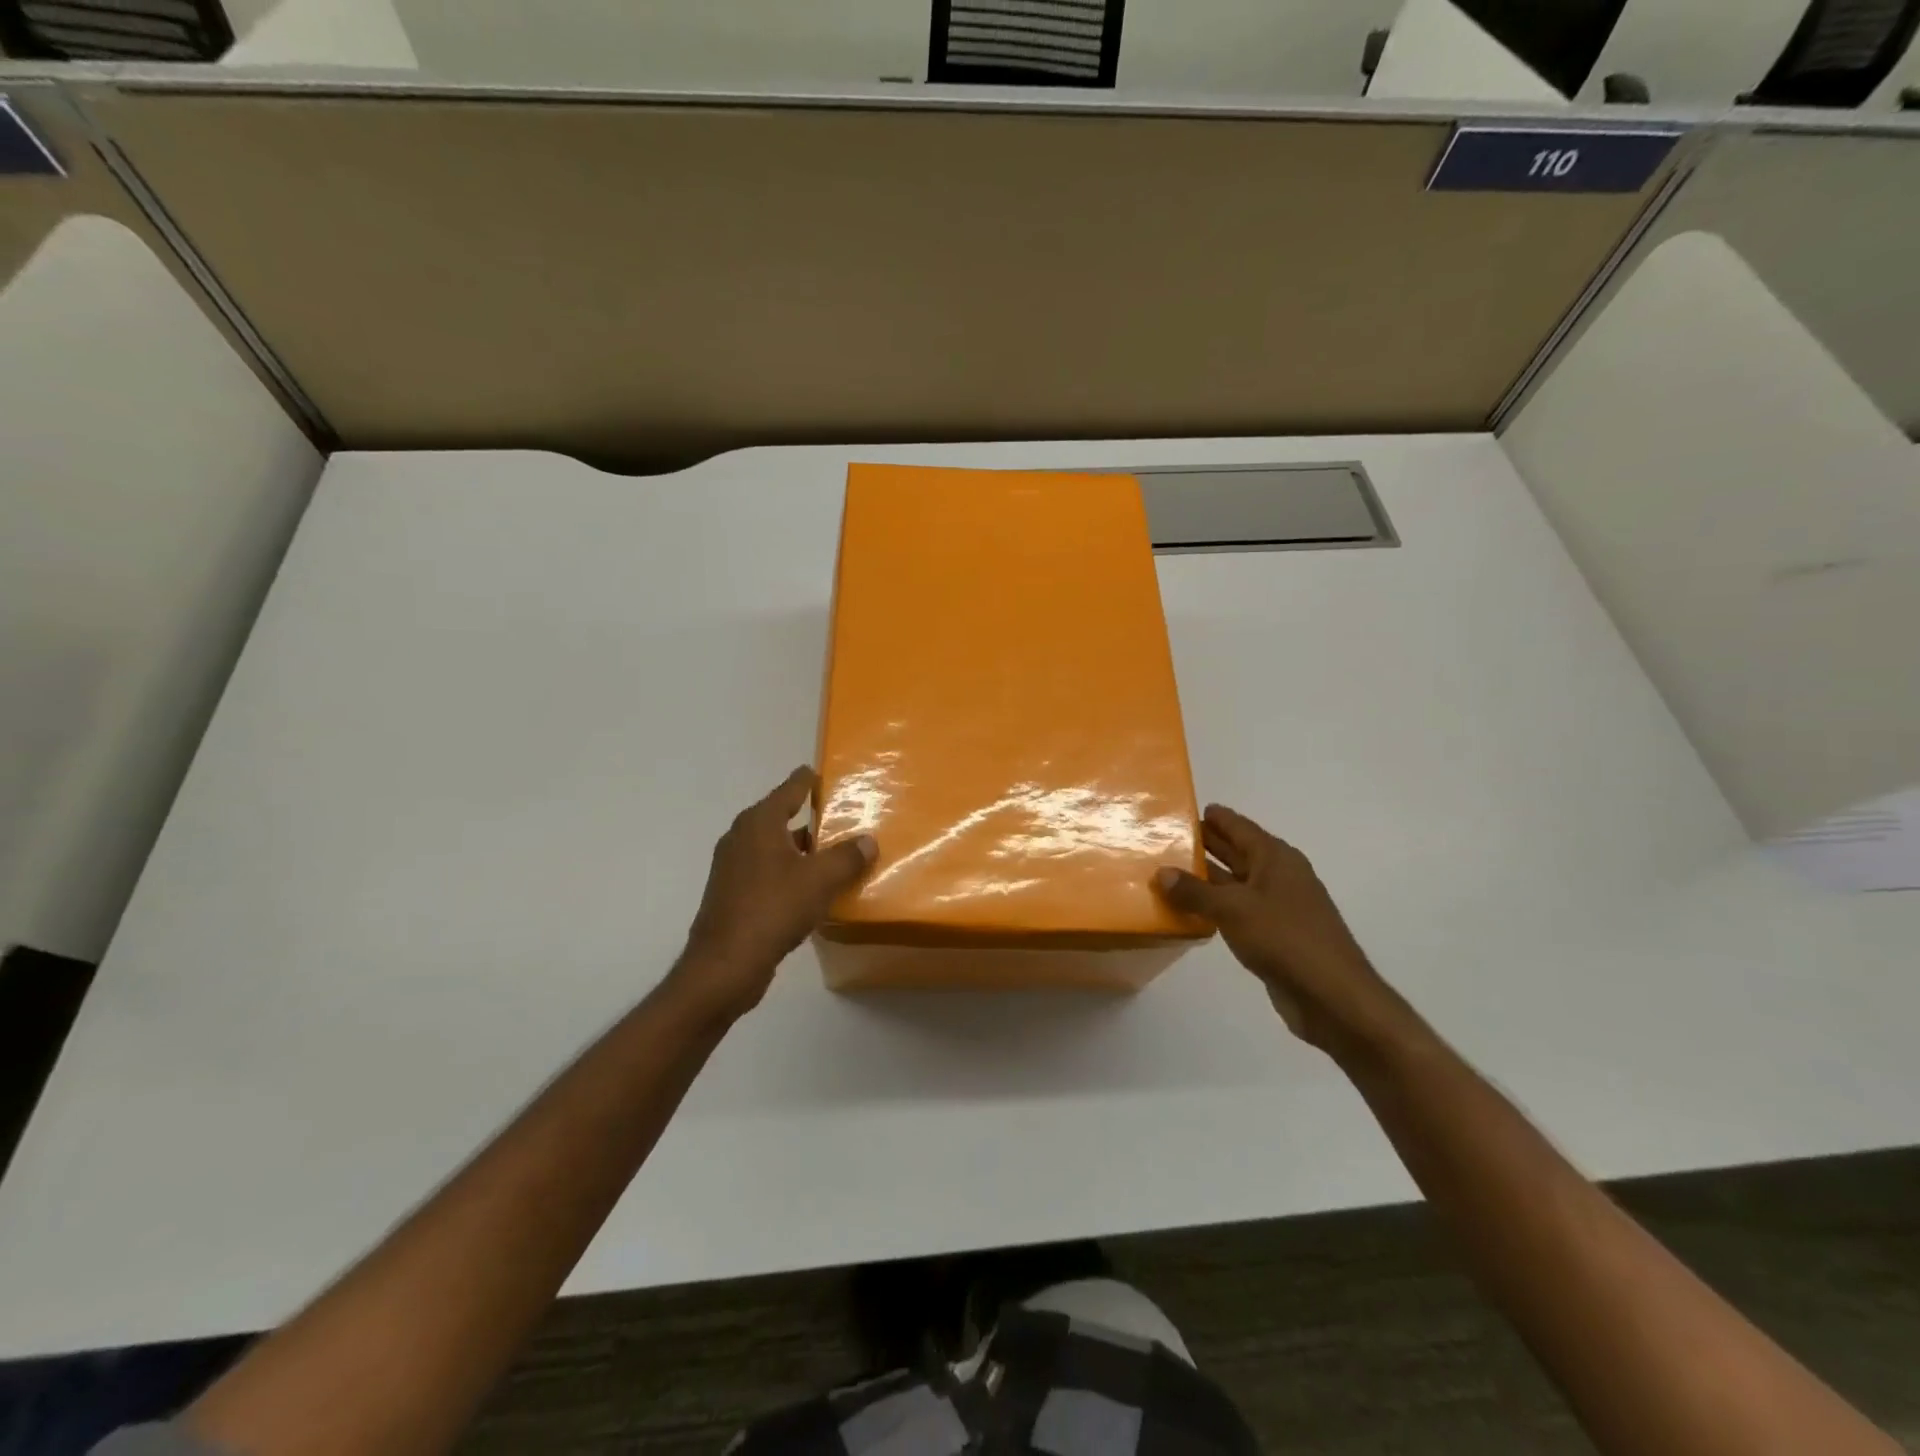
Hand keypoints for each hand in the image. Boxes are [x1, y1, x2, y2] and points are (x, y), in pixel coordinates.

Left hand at [674, 766, 877, 1019]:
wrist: (725, 964)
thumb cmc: (773, 908)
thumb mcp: (820, 879)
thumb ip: (847, 857)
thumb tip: (868, 840)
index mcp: (759, 823)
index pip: (789, 789)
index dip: (807, 780)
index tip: (821, 773)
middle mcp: (741, 838)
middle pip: (780, 817)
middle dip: (808, 818)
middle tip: (840, 817)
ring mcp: (733, 868)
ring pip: (774, 848)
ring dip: (800, 850)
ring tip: (832, 854)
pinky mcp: (732, 895)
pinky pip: (767, 872)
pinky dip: (788, 873)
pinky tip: (810, 889)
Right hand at [1156, 804, 1403, 1053]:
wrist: (1332, 996)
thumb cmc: (1285, 939)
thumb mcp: (1233, 909)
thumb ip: (1194, 891)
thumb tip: (1162, 873)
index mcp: (1275, 858)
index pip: (1238, 827)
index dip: (1213, 817)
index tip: (1182, 810)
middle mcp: (1279, 875)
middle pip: (1237, 851)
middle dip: (1205, 845)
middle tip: (1166, 839)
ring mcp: (1278, 905)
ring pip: (1236, 882)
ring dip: (1207, 878)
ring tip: (1169, 872)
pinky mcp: (1275, 934)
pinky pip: (1238, 910)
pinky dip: (1216, 906)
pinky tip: (1191, 911)